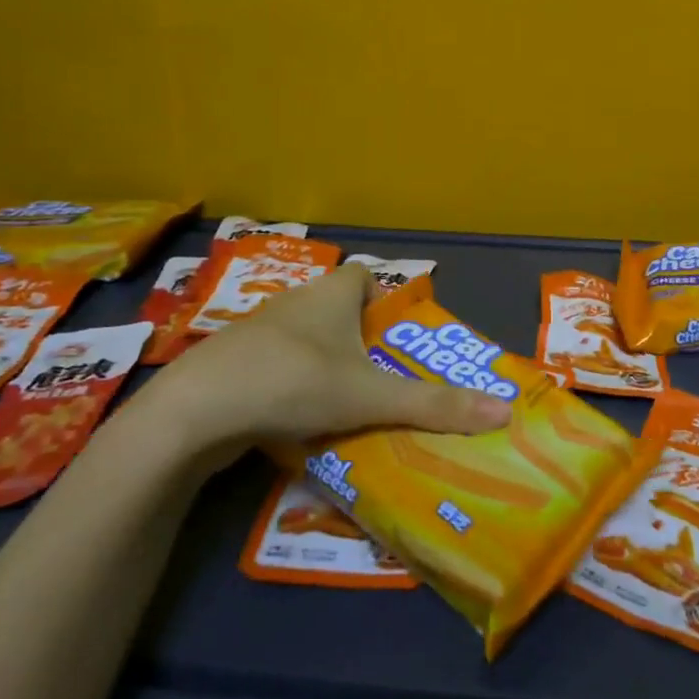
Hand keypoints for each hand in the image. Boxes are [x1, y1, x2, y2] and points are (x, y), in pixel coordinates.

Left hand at [136, 264, 512, 453]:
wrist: (194, 412)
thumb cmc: (292, 381)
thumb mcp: (370, 395)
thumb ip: (434, 405)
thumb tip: (503, 411)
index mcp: (330, 293)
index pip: (365, 276)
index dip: (386, 301)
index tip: (401, 340)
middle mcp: (296, 303)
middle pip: (340, 312)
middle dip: (364, 342)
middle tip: (390, 379)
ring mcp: (261, 335)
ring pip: (309, 343)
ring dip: (330, 368)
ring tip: (355, 407)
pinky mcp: (236, 367)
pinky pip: (280, 370)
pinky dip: (297, 389)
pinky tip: (305, 423)